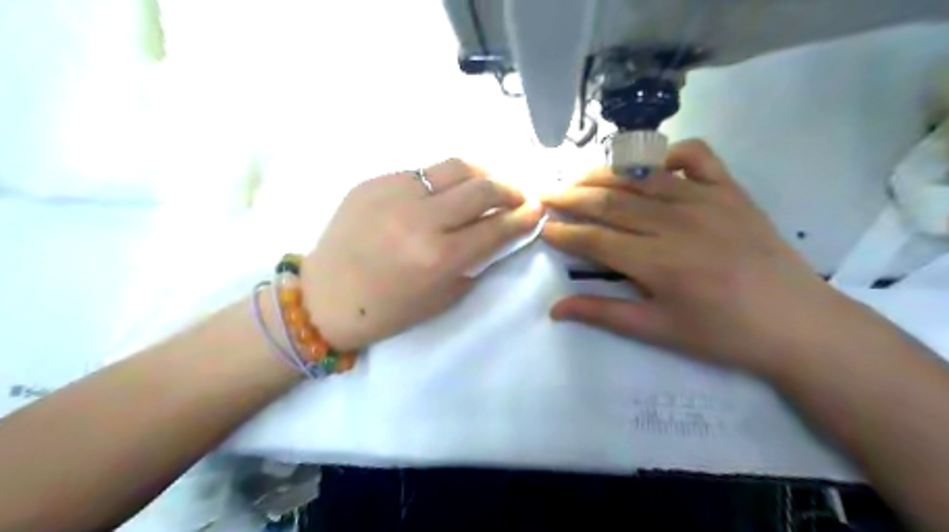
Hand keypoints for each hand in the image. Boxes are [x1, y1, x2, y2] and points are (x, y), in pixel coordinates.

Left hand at [300, 159, 545, 350]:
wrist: (326, 297)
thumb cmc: (388, 310)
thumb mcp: (443, 297)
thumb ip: (477, 262)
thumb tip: (500, 233)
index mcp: (440, 257)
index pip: (497, 226)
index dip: (524, 217)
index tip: (537, 210)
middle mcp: (421, 219)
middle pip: (482, 188)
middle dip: (511, 189)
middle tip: (519, 195)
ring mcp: (394, 193)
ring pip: (455, 167)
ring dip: (482, 173)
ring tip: (489, 183)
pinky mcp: (374, 181)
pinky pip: (422, 172)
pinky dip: (444, 180)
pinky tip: (445, 192)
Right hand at [542, 140, 844, 376]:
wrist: (797, 322)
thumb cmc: (722, 334)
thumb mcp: (657, 330)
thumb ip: (603, 313)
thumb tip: (554, 309)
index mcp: (657, 262)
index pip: (595, 239)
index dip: (564, 232)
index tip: (542, 226)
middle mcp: (675, 222)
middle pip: (610, 202)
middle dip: (572, 197)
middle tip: (547, 193)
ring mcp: (705, 200)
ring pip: (641, 177)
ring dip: (603, 174)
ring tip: (577, 176)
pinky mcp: (730, 190)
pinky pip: (696, 156)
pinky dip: (668, 153)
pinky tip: (650, 165)